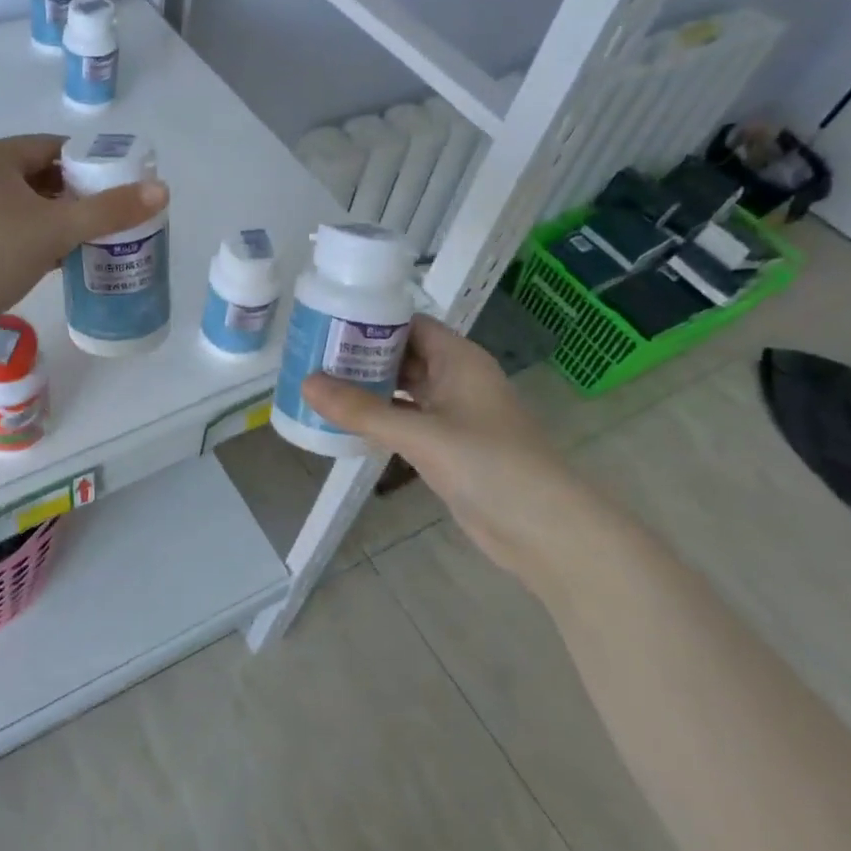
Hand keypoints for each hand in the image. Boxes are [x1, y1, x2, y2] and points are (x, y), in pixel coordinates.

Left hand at [0, 134, 167, 347]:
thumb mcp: (55, 230)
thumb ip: (109, 211)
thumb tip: (162, 190)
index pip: (50, 146)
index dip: (89, 164)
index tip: (118, 188)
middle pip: (35, 176)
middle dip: (73, 197)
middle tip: (108, 220)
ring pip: (18, 206)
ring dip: (52, 221)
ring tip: (87, 243)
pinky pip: (1, 229)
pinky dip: (29, 239)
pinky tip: (53, 262)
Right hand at [301, 315, 612, 584]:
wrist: (544, 530)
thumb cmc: (489, 465)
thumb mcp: (421, 434)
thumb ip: (363, 410)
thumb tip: (306, 383)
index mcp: (459, 359)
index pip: (409, 324)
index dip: (370, 321)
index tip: (326, 323)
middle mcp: (456, 379)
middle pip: (402, 355)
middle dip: (361, 356)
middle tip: (311, 355)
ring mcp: (452, 414)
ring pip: (402, 390)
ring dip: (367, 388)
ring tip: (319, 384)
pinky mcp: (447, 447)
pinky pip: (405, 421)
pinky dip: (378, 419)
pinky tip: (345, 422)